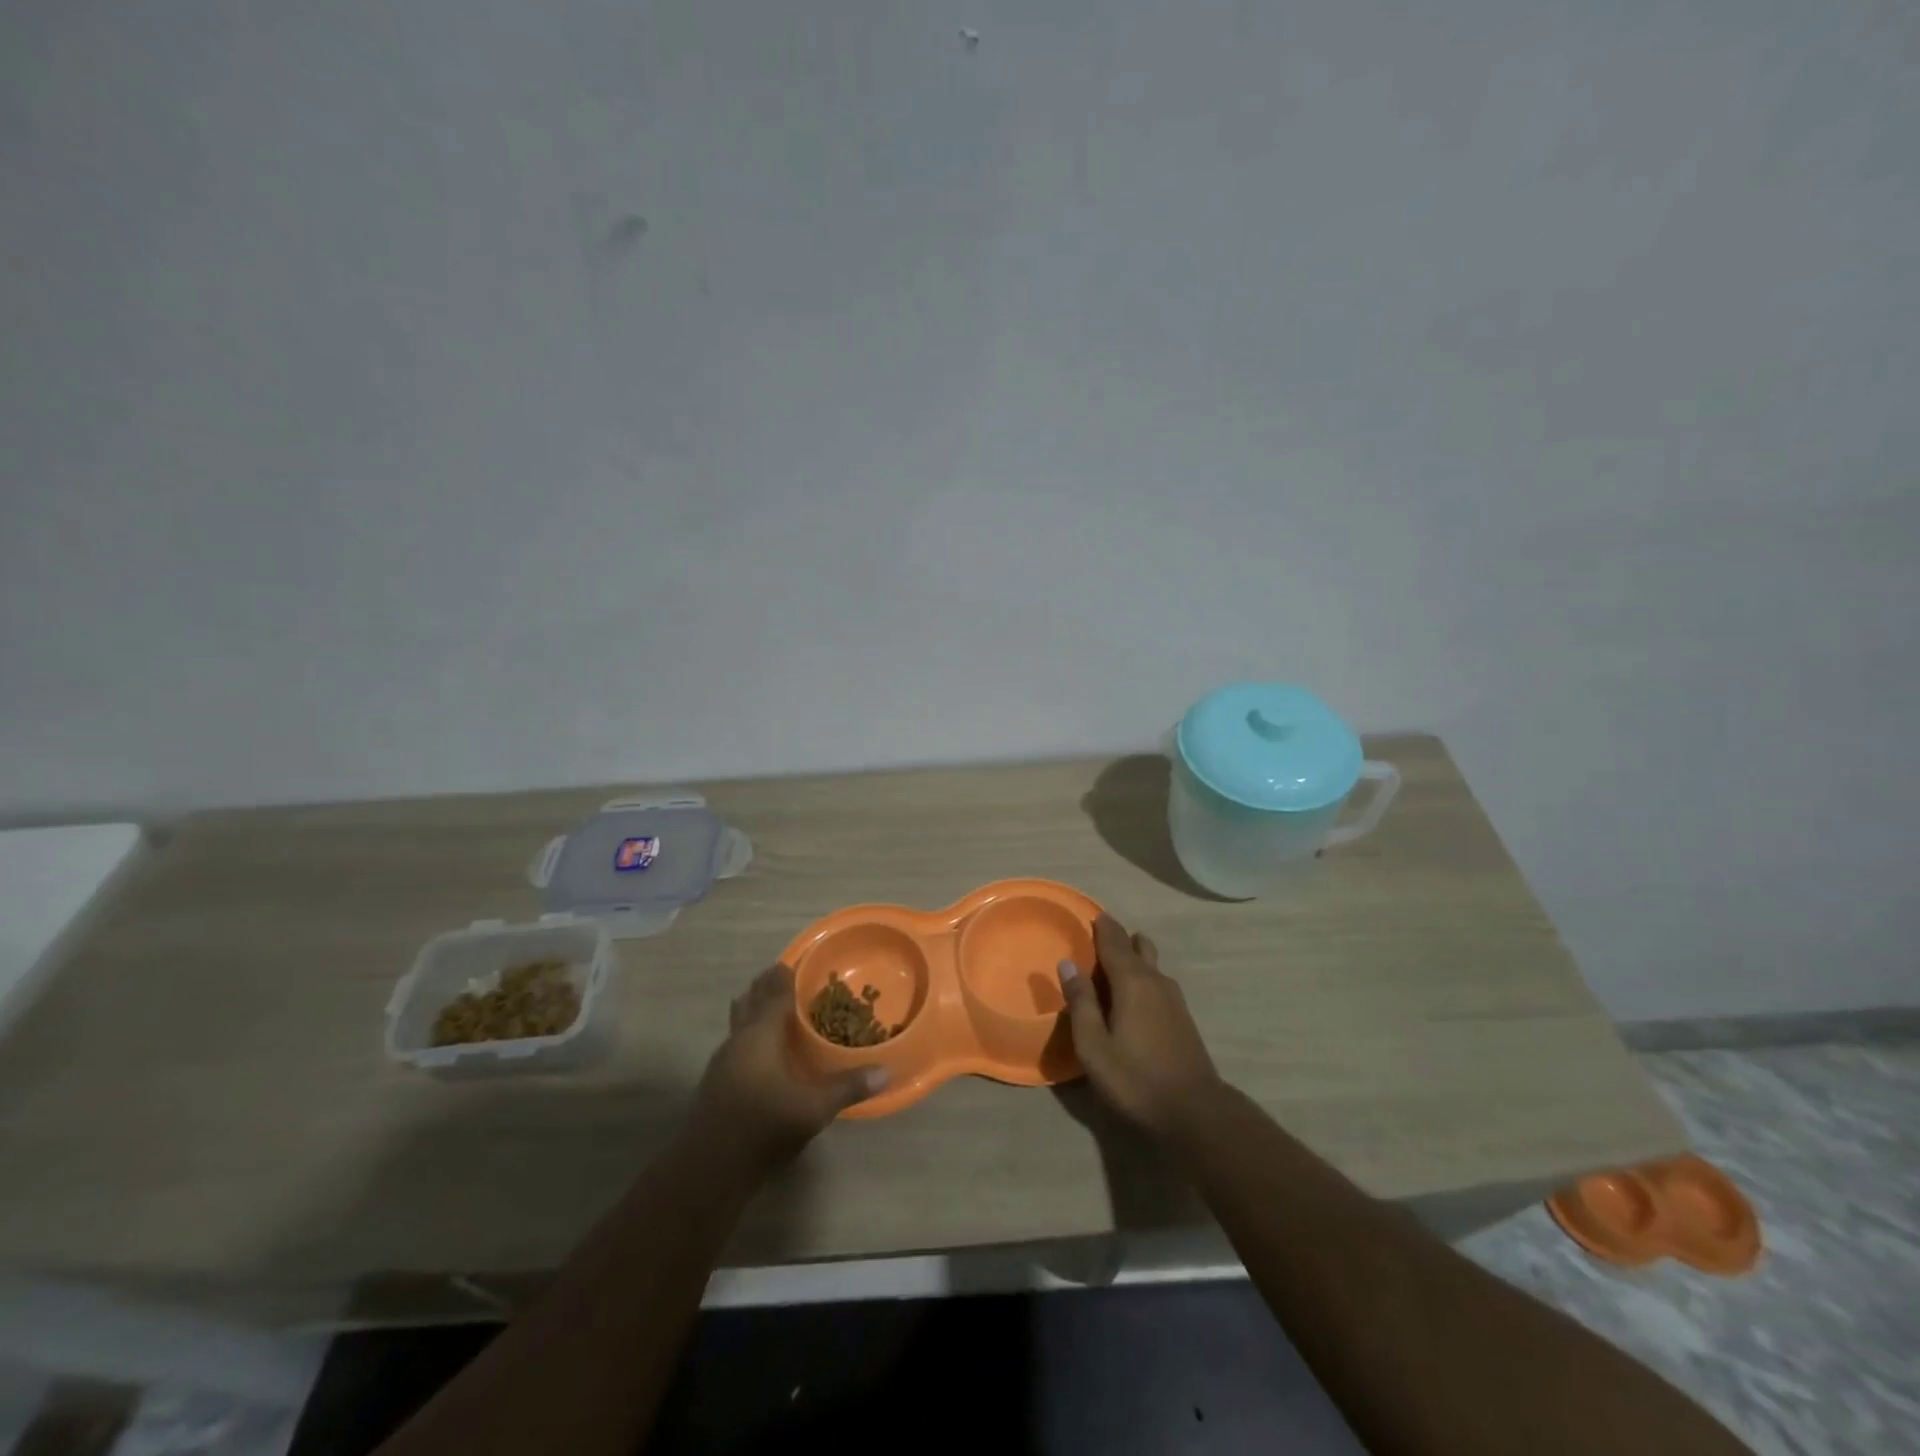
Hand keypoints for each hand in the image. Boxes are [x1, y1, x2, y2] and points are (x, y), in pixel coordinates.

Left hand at [692, 964, 888, 1173]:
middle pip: (750, 1001)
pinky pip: (735, 1042)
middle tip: (780, 974)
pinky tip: (758, 1049)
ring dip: (752, 1008)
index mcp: (760, 1034)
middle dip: (764, 986)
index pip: (774, 993)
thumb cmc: (764, 1126)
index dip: (784, 976)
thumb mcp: (814, 1108)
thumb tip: (885, 1072)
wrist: (709, 1169)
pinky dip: (747, 1032)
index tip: (793, 961)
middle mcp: (739, 1039)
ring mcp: (723, 1061)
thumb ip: (848, 1087)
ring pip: (738, 1021)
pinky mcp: (716, 1082)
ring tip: (766, 1002)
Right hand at [1058, 914, 1222, 1136]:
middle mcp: (1155, 980)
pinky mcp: (1183, 1016)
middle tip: (1095, 942)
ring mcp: (1174, 998)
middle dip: (1117, 939)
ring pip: (1151, 963)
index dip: (1101, 926)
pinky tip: (1133, 997)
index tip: (1088, 916)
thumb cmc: (1135, 1079)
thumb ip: (1080, 1002)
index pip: (1114, 940)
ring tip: (1111, 969)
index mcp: (1132, 981)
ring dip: (1132, 958)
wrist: (1195, 1111)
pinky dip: (1142, 976)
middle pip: (1137, 946)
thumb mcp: (1094, 1046)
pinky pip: (1158, 981)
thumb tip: (1068, 964)